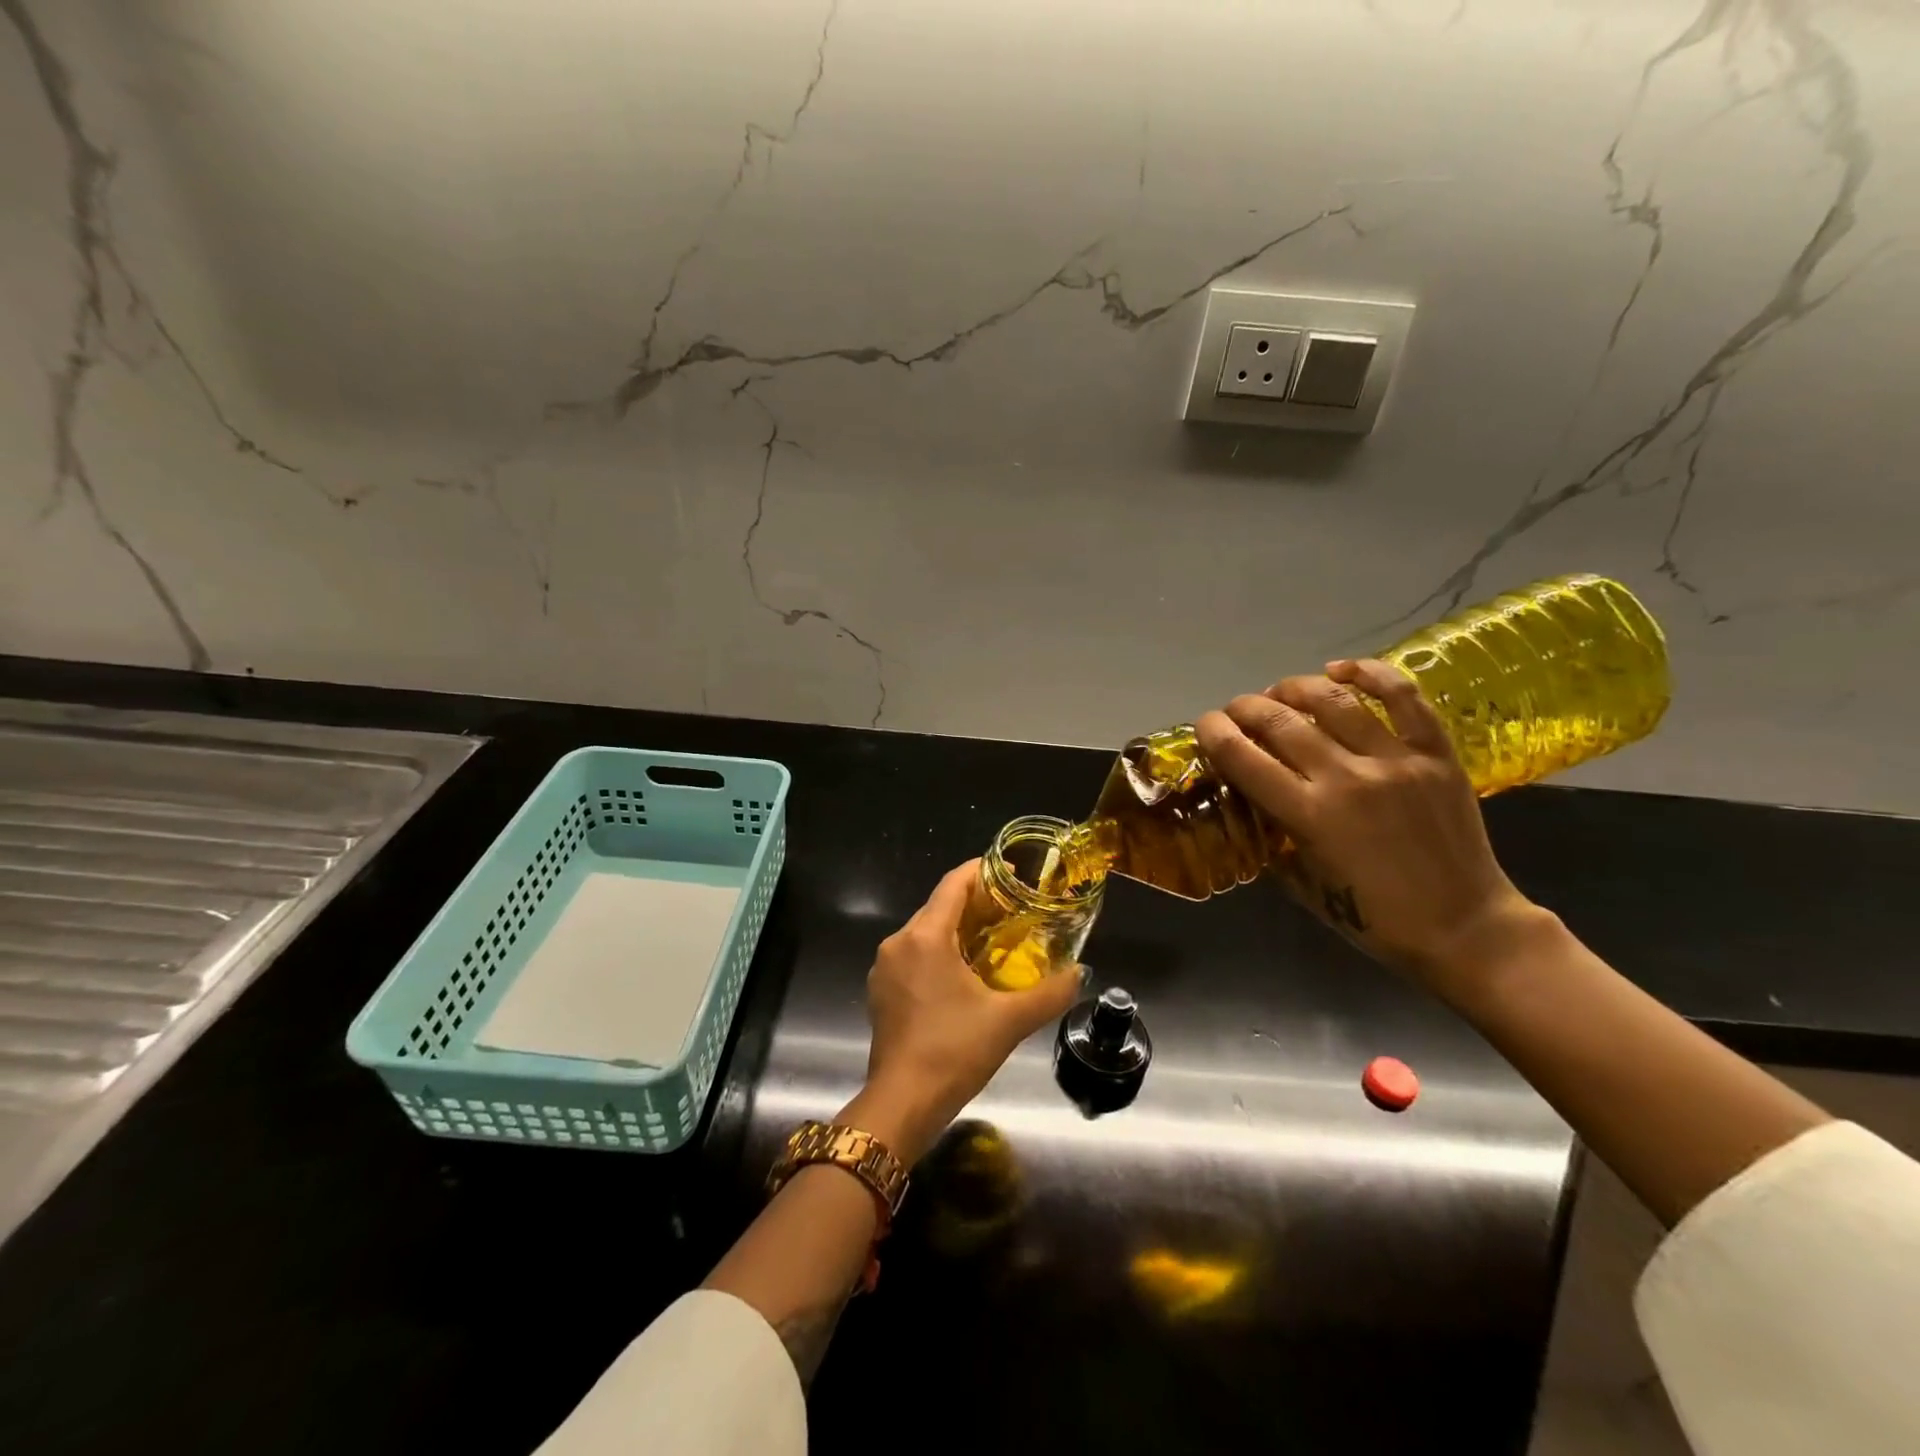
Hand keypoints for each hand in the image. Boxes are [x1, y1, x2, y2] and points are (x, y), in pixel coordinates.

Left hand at [843, 861, 1083, 1163]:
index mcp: (925, 936)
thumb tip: (1079, 973)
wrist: (901, 1103)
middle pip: (939, 907)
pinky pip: (913, 957)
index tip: (1012, 874)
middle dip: (975, 904)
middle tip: (1013, 913)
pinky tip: (963, 976)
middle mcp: (898, 942)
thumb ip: (1049, 993)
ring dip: (957, 931)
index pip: (953, 884)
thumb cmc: (954, 1051)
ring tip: (994, 944)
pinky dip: (939, 954)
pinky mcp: (880, 991)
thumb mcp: (1009, 1021)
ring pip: (925, 933)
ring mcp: (884, 968)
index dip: (983, 871)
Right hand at [1194, 658, 1547, 991]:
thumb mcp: (1303, 886)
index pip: (1243, 756)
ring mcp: (1396, 760)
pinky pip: (1402, 697)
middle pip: (1279, 720)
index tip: (1205, 726)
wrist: (1466, 927)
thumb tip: (1252, 804)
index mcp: (1309, 816)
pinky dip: (1368, 674)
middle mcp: (1346, 778)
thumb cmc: (1375, 919)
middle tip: (1236, 711)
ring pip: (1333, 698)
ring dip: (1293, 687)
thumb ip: (1273, 838)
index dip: (1213, 732)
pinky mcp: (1435, 754)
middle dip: (1245, 708)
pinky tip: (1340, 670)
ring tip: (1280, 692)